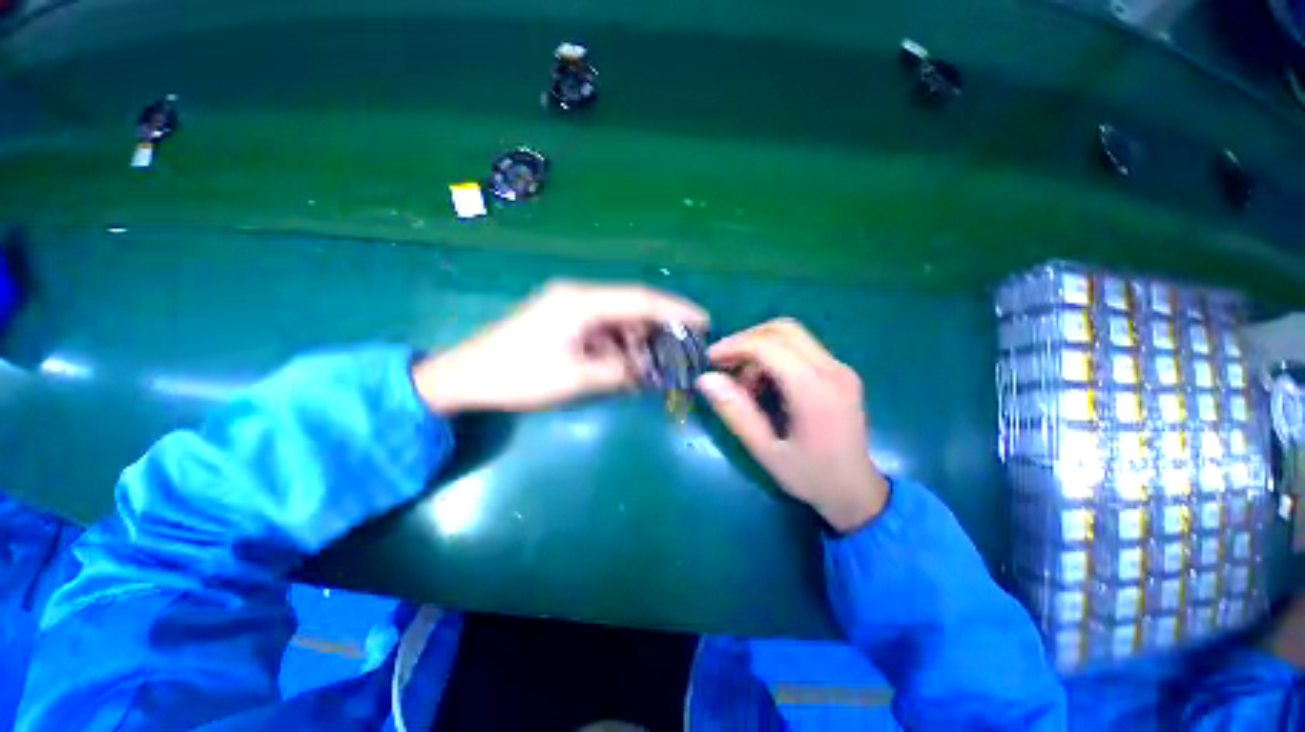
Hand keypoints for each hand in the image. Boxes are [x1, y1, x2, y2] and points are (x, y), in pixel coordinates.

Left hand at [412, 280, 707, 413]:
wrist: (466, 377)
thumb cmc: (518, 375)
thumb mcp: (575, 378)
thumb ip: (619, 371)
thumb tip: (651, 371)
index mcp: (581, 302)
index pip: (641, 299)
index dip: (675, 310)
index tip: (704, 321)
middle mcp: (580, 297)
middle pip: (633, 308)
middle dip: (661, 328)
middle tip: (686, 349)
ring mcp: (572, 309)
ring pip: (620, 322)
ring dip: (641, 343)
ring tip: (662, 364)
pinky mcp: (566, 323)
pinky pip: (604, 333)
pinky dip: (622, 349)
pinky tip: (632, 367)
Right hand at [695, 319, 888, 532]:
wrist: (856, 491)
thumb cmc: (810, 476)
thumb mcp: (765, 451)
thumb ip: (736, 413)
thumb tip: (706, 379)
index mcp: (815, 391)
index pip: (769, 346)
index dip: (735, 346)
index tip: (710, 359)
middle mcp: (833, 370)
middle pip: (783, 329)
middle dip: (747, 339)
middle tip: (724, 363)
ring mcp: (840, 368)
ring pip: (792, 335)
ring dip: (760, 347)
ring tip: (744, 381)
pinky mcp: (840, 371)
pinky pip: (801, 348)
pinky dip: (775, 355)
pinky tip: (764, 382)